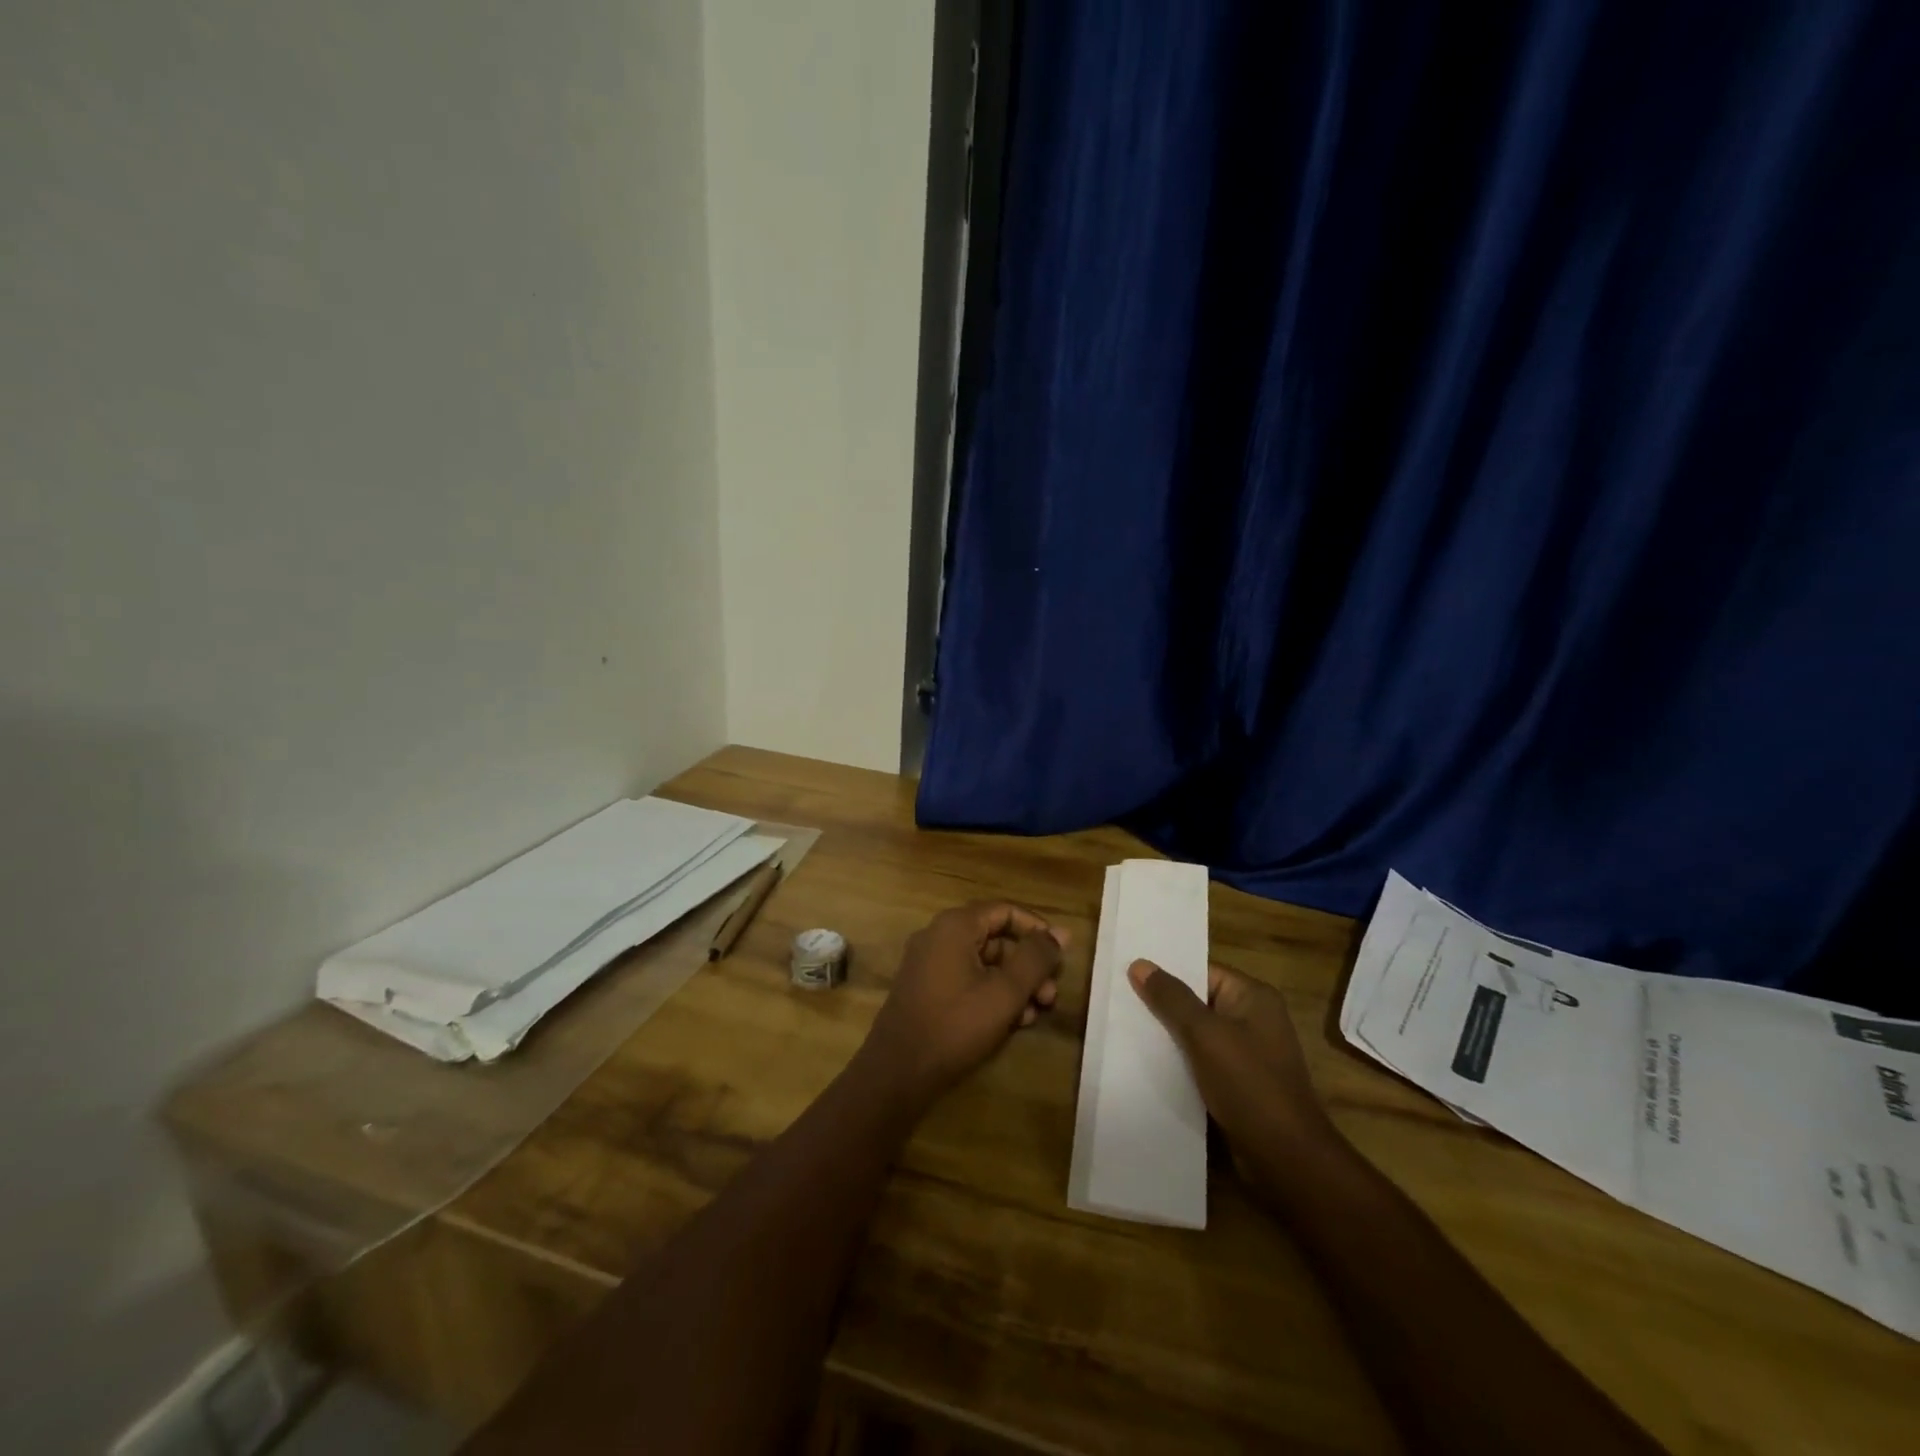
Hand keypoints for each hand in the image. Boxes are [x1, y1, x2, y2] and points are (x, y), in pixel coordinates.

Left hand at [860, 903, 1066, 1103]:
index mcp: (955, 926)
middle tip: (1050, 996)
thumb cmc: (955, 1025)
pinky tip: (1010, 1022)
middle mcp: (938, 935)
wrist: (897, 1071)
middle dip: (1027, 965)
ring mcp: (928, 962)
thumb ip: (1035, 959)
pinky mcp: (925, 988)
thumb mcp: (1005, 992)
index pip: (1005, 911)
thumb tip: (1061, 933)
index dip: (1036, 930)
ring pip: (983, 962)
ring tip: (1033, 1014)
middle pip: (995, 938)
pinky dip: (990, 993)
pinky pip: (966, 978)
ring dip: (1013, 984)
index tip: (1059, 956)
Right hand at [1128, 959, 1336, 1175]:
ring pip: (1198, 1034)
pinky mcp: (1240, 1083)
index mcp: (1254, 997)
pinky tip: (1149, 1065)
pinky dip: (1180, 1062)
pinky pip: (1203, 1061)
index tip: (1129, 975)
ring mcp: (1248, 1053)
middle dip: (1163, 1005)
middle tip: (1121, 1001)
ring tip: (1126, 1030)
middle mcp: (1254, 1019)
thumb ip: (1171, 999)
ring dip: (1169, 1036)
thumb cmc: (1249, 1085)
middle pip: (1199, 1002)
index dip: (1167, 973)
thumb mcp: (1205, 1035)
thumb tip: (1140, 963)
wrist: (1286, 1159)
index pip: (1203, 971)